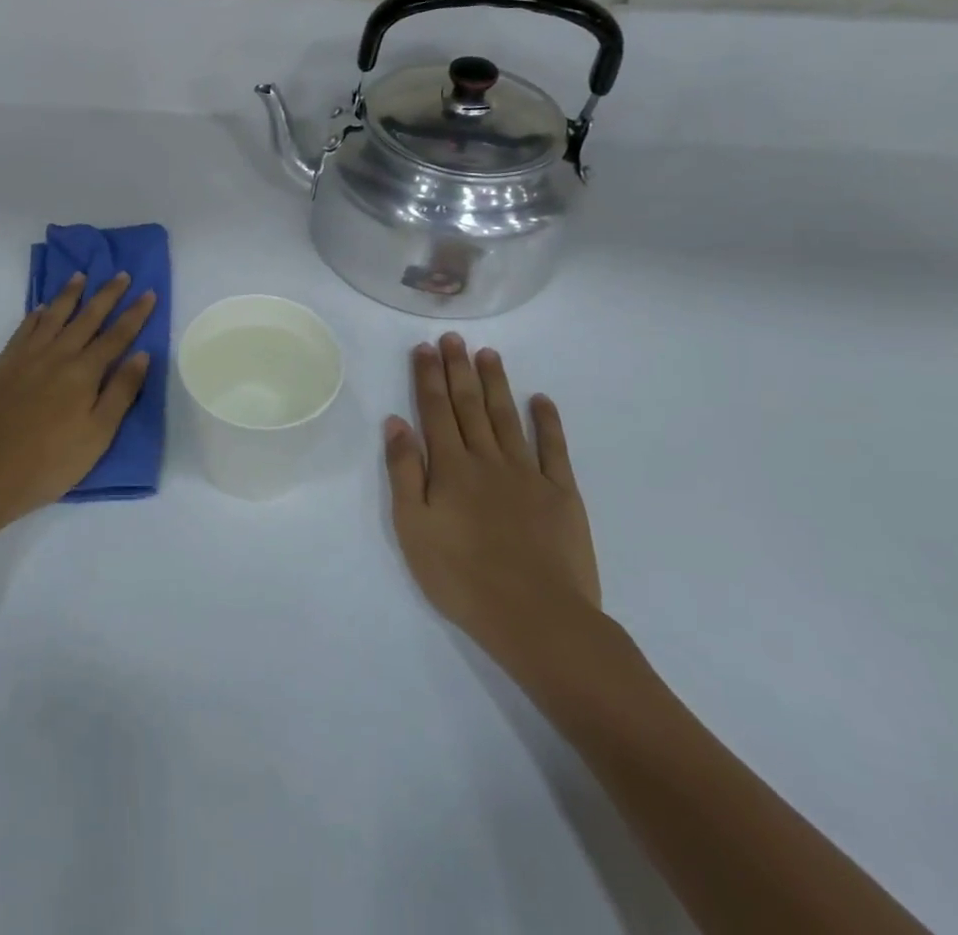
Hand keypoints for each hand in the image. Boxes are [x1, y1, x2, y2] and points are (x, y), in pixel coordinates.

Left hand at [0, 272, 155, 526]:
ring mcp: (26, 356)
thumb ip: (121, 392)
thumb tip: (141, 355)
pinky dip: (35, 315)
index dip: (135, 314)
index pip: (117, 335)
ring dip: (69, 294)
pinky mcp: (3, 364)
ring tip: (81, 276)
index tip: (148, 292)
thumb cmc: (51, 462)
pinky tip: (41, 308)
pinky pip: (24, 329)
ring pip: (53, 316)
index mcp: (84, 373)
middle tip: (121, 274)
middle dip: (107, 295)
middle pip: (87, 318)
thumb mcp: (98, 435)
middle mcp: (57, 355)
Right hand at [384, 334, 602, 673]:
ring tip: (488, 354)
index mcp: (450, 468)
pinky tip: (542, 399)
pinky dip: (548, 421)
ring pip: (507, 417)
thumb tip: (396, 422)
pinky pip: (554, 448)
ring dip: (496, 384)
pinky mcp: (562, 494)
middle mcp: (487, 459)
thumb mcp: (414, 527)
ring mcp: (528, 474)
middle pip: (469, 405)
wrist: (538, 619)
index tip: (424, 348)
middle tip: (454, 338)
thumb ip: (404, 471)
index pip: (435, 410)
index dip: (428, 377)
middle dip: (459, 369)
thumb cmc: (462, 577)